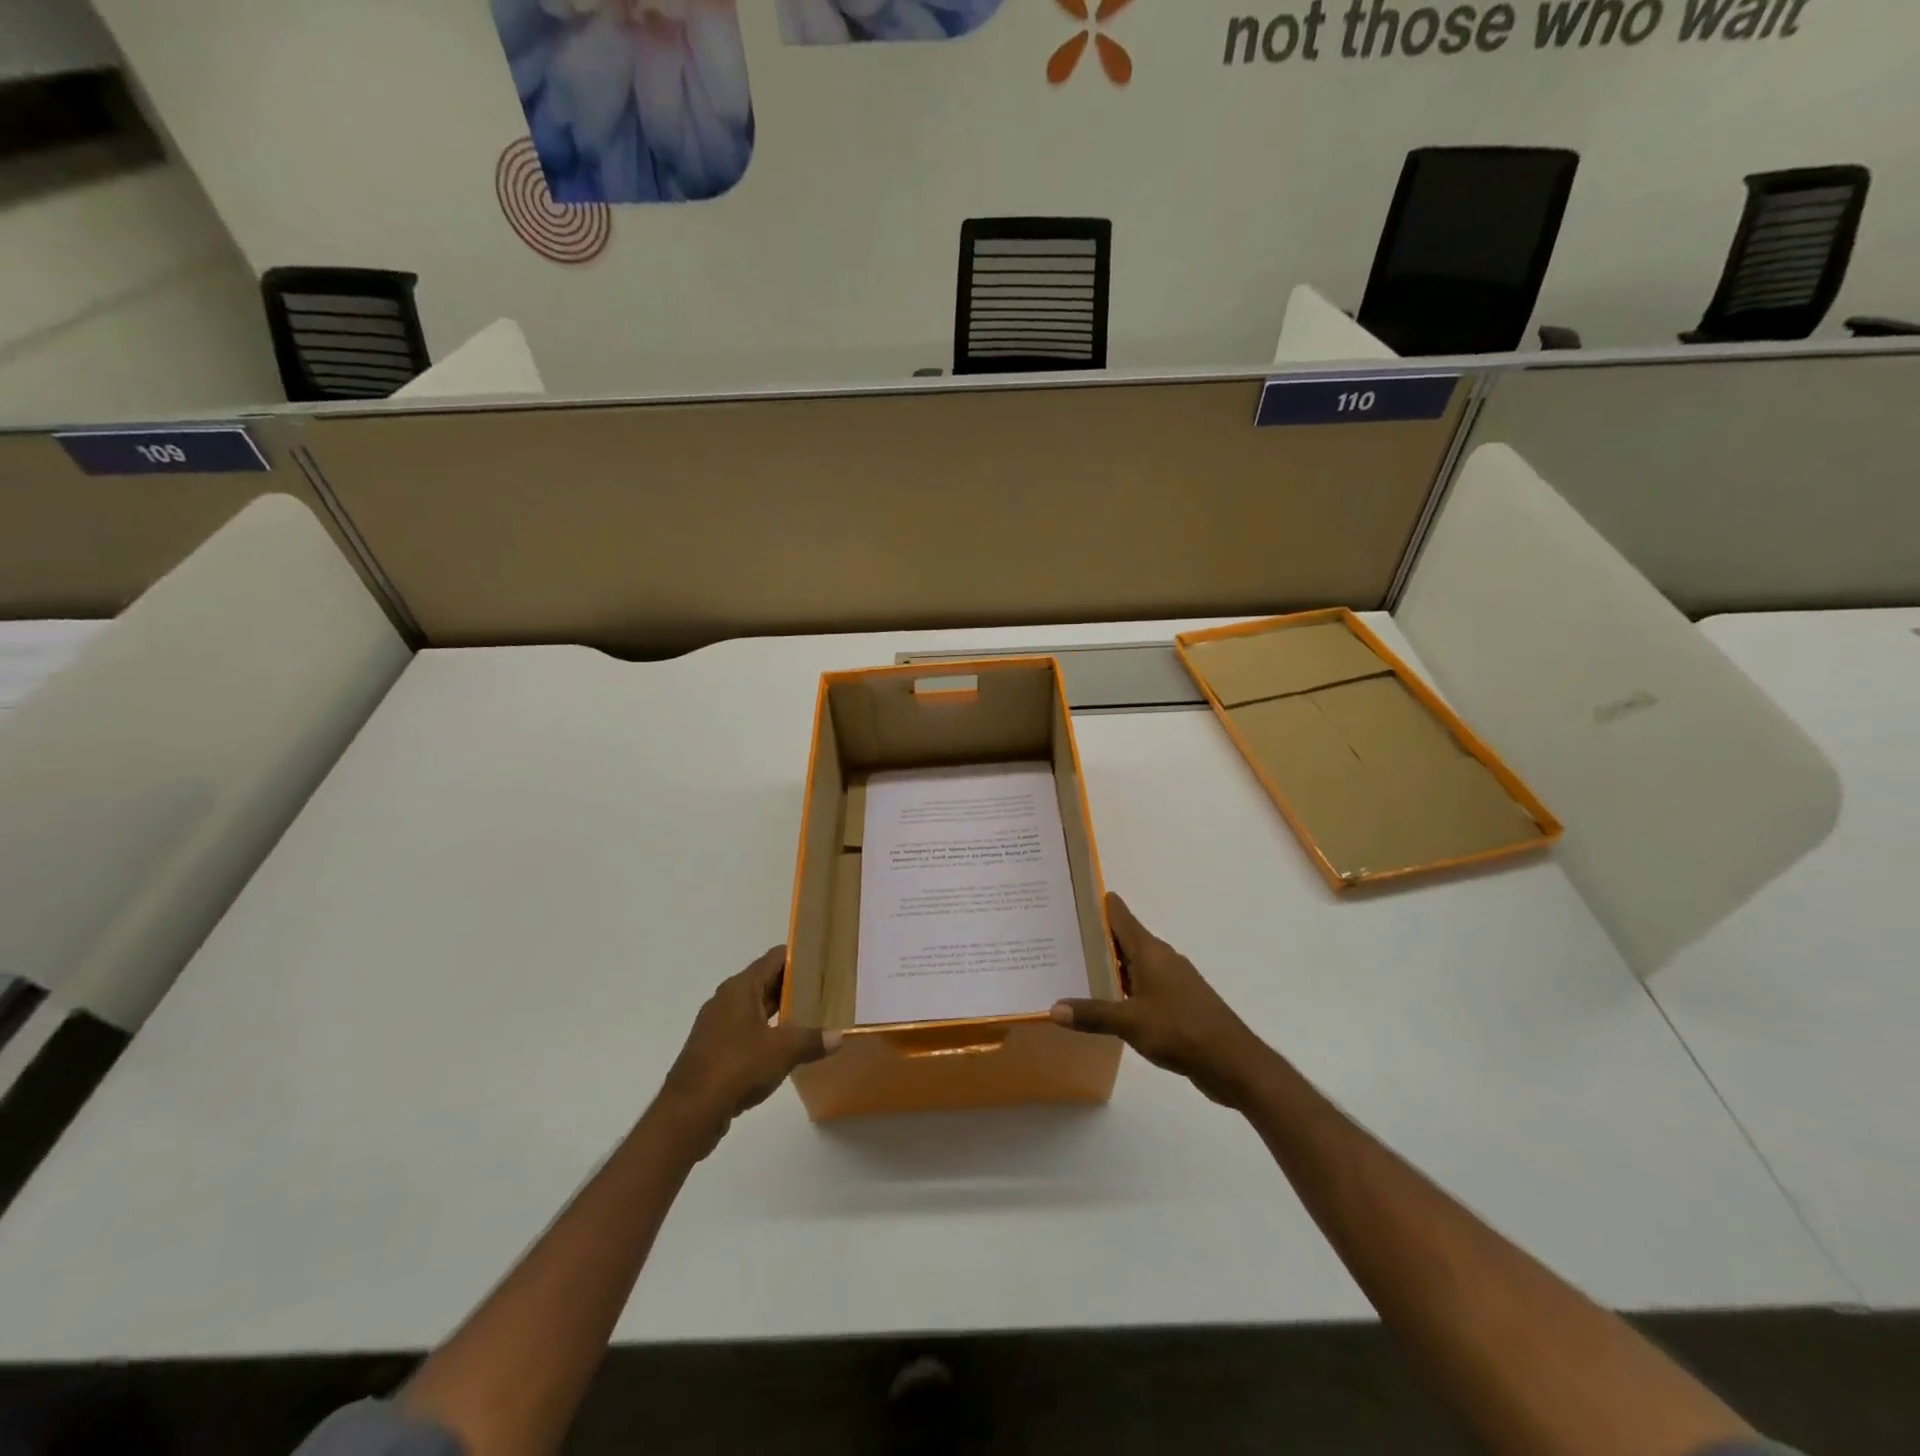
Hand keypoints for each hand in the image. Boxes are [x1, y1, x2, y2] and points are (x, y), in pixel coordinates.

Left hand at [655, 948, 838, 1155]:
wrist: (689, 1113)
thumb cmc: (737, 1068)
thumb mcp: (783, 1051)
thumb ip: (813, 1040)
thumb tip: (840, 1036)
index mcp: (740, 989)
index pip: (775, 958)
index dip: (800, 956)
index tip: (824, 962)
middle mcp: (726, 1000)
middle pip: (765, 981)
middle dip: (794, 985)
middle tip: (825, 990)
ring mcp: (717, 1026)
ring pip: (755, 1008)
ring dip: (781, 1011)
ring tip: (812, 1016)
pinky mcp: (714, 1050)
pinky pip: (746, 1031)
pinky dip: (767, 1032)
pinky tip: (786, 1047)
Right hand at [1052, 893, 1273, 1107]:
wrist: (1233, 1062)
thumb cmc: (1181, 1030)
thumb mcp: (1130, 1022)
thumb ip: (1092, 1014)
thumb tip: (1053, 1008)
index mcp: (1150, 951)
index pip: (1119, 915)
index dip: (1096, 905)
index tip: (1069, 900)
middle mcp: (1161, 959)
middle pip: (1122, 939)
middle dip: (1093, 939)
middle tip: (1057, 939)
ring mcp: (1171, 981)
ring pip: (1132, 965)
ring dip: (1107, 967)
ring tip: (1071, 970)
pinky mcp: (1177, 1003)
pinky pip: (1142, 987)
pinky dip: (1122, 990)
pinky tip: (1103, 1003)